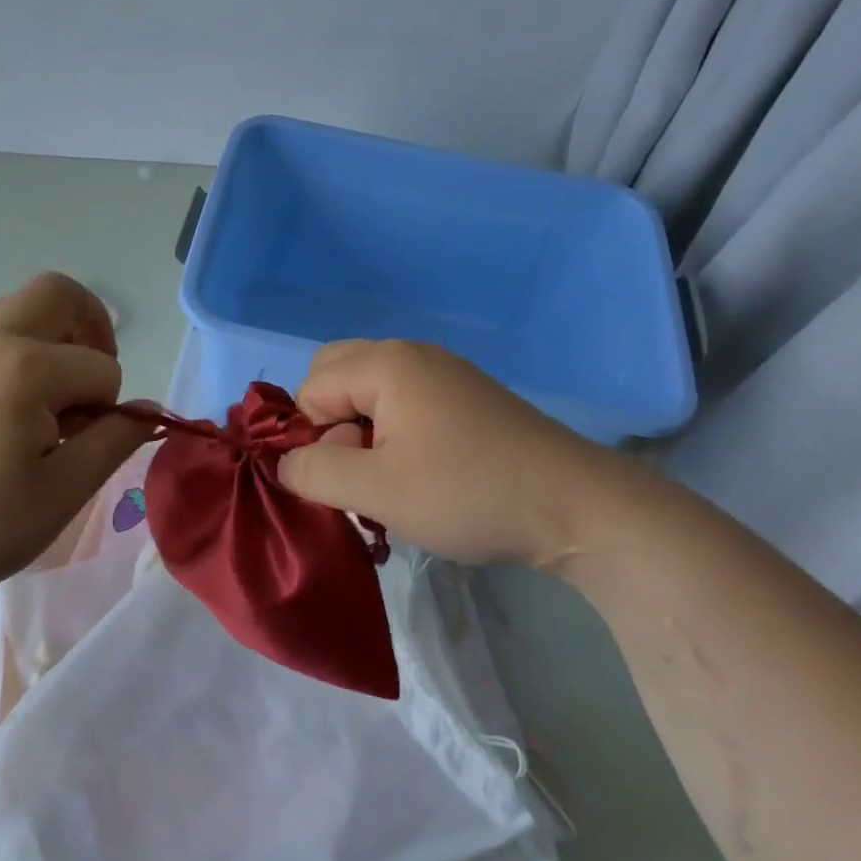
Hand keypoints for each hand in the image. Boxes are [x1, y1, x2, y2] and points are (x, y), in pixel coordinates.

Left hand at [0, 273, 152, 603]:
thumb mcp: (62, 493)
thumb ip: (113, 442)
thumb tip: (148, 409)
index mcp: (27, 369)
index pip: (102, 368)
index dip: (110, 409)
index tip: (85, 448)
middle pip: (59, 292)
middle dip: (92, 327)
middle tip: (92, 381)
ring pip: (23, 304)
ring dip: (56, 332)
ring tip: (59, 390)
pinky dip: (24, 344)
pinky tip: (18, 403)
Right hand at [276, 339, 614, 570]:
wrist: (576, 506)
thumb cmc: (467, 492)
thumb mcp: (377, 491)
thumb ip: (314, 471)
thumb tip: (284, 461)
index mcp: (385, 363)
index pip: (310, 388)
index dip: (314, 437)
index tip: (348, 480)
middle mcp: (411, 354)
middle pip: (336, 377)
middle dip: (331, 426)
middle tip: (361, 474)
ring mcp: (444, 373)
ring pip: (370, 393)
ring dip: (363, 435)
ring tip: (391, 483)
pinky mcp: (466, 397)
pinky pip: (404, 403)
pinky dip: (394, 435)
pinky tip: (421, 475)